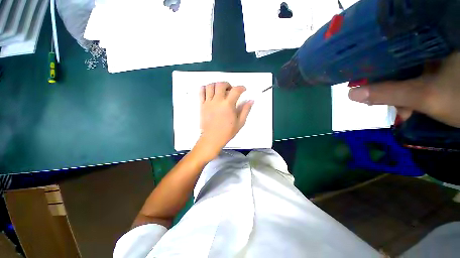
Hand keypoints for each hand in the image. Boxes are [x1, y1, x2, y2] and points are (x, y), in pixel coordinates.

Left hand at [192, 82, 252, 160]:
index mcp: (228, 105)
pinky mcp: (202, 105)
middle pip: (221, 84)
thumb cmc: (227, 132)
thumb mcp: (240, 122)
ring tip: (220, 90)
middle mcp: (218, 101)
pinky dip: (205, 88)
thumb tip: (251, 101)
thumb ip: (245, 110)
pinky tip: (210, 92)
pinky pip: (201, 92)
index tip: (243, 89)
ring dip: (216, 85)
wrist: (212, 138)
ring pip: (210, 86)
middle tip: (230, 90)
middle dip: (228, 84)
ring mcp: (208, 102)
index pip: (236, 90)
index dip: (241, 87)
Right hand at [348, 52, 459, 127]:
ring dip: (398, 91)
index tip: (362, 80)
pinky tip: (410, 106)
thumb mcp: (425, 96)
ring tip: (401, 109)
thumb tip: (351, 94)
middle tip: (383, 100)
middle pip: (397, 63)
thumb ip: (388, 93)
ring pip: (406, 73)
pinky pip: (416, 79)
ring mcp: (435, 60)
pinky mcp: (438, 71)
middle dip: (387, 84)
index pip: (391, 48)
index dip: (373, 64)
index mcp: (427, 42)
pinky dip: (410, 92)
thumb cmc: (459, 98)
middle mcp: (429, 47)